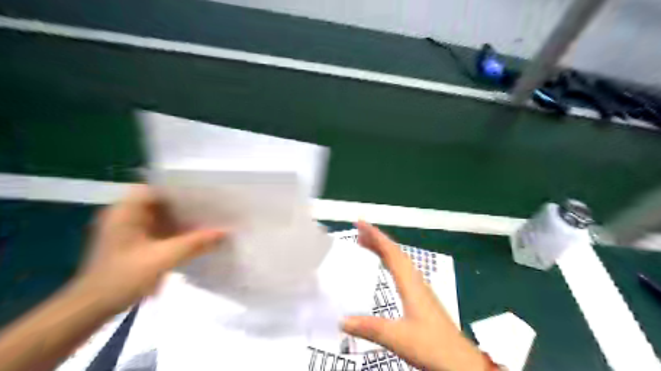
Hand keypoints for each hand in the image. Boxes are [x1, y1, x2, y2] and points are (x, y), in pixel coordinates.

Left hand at [74, 185, 225, 313]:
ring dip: (183, 219)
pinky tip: (195, 236)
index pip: (155, 188)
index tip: (203, 191)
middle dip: (186, 204)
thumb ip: (195, 243)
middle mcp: (126, 216)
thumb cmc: (122, 278)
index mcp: (125, 212)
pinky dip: (177, 231)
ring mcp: (130, 230)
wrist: (91, 309)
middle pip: (161, 202)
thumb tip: (224, 233)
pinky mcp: (135, 244)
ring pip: (162, 217)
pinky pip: (161, 230)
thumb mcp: (163, 259)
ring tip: (209, 218)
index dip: (178, 187)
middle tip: (212, 205)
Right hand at [344, 221, 486, 370]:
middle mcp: (415, 280)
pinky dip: (390, 261)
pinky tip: (385, 267)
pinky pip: (402, 270)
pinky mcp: (421, 297)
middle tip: (358, 231)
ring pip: (400, 260)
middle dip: (377, 239)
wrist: (459, 361)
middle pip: (395, 252)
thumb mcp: (397, 337)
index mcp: (410, 283)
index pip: (391, 252)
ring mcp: (420, 288)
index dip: (376, 236)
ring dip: (383, 249)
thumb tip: (341, 321)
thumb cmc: (431, 345)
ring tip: (366, 244)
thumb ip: (369, 327)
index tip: (361, 223)